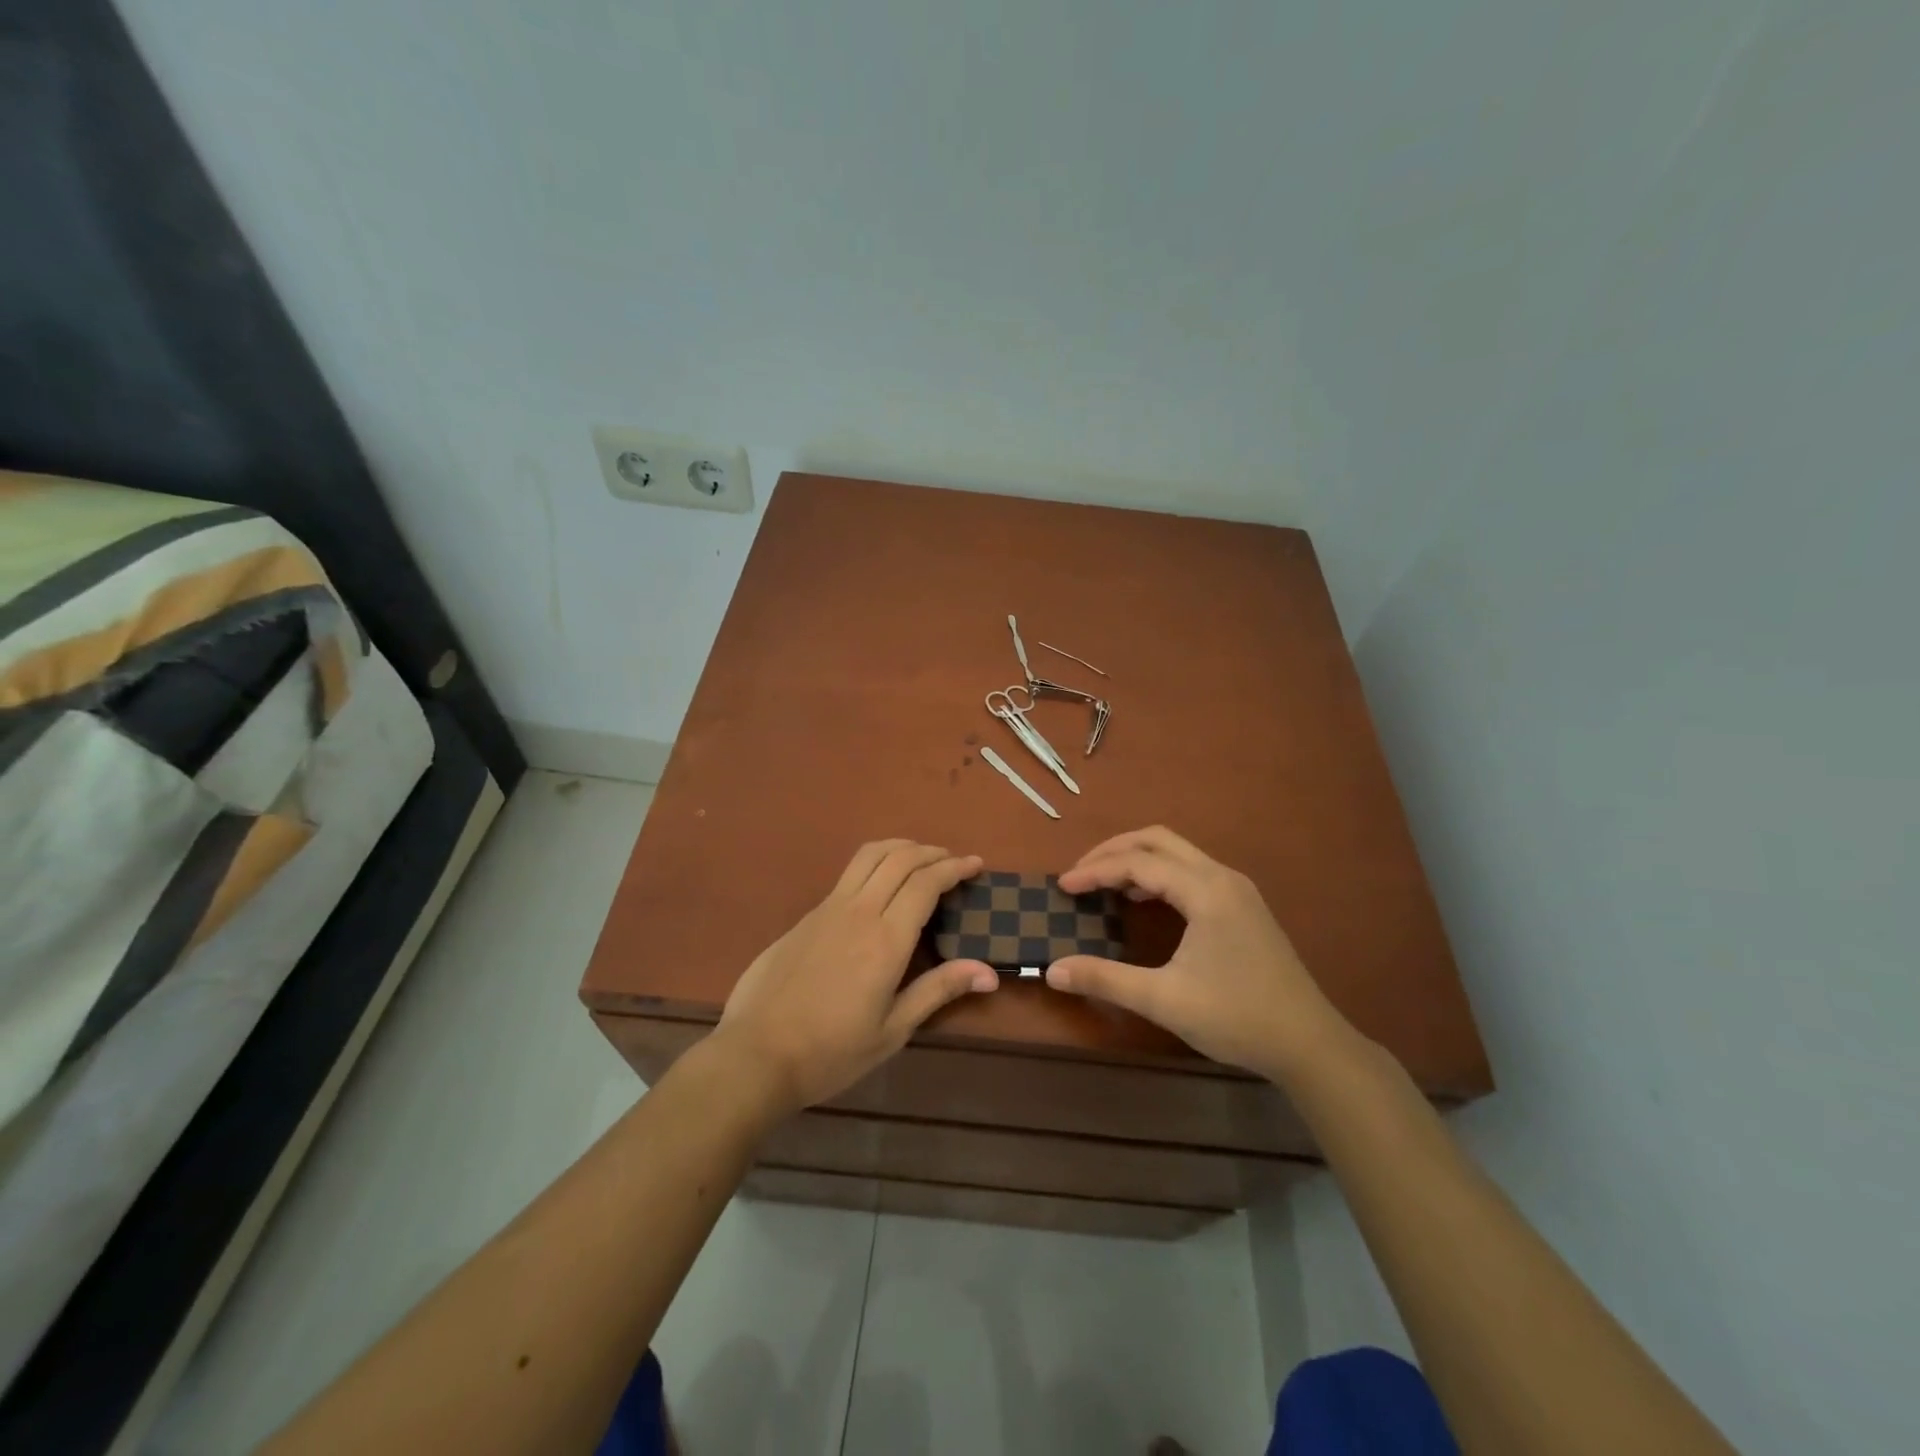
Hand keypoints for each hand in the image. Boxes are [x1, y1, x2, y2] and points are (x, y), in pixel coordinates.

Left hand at [714, 840, 996, 1114]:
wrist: (755, 1054)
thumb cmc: (831, 1051)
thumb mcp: (892, 1030)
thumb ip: (939, 990)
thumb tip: (989, 972)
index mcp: (886, 940)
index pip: (926, 883)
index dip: (954, 868)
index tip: (976, 865)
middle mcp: (859, 911)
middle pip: (900, 858)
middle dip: (932, 852)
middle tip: (953, 861)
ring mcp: (828, 908)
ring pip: (869, 855)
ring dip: (901, 847)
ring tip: (920, 858)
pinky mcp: (807, 915)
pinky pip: (848, 873)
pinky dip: (876, 863)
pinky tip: (880, 885)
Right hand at [1047, 827, 1355, 1083]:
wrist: (1309, 1044)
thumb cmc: (1237, 1018)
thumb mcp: (1164, 1000)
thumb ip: (1106, 979)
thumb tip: (1053, 970)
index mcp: (1206, 891)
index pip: (1138, 863)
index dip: (1096, 871)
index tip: (1063, 886)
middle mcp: (1222, 877)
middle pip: (1158, 840)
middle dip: (1113, 850)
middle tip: (1080, 873)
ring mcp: (1237, 889)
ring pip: (1177, 852)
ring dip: (1137, 858)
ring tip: (1103, 883)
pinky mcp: (1243, 904)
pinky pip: (1191, 870)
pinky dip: (1159, 873)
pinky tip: (1143, 899)